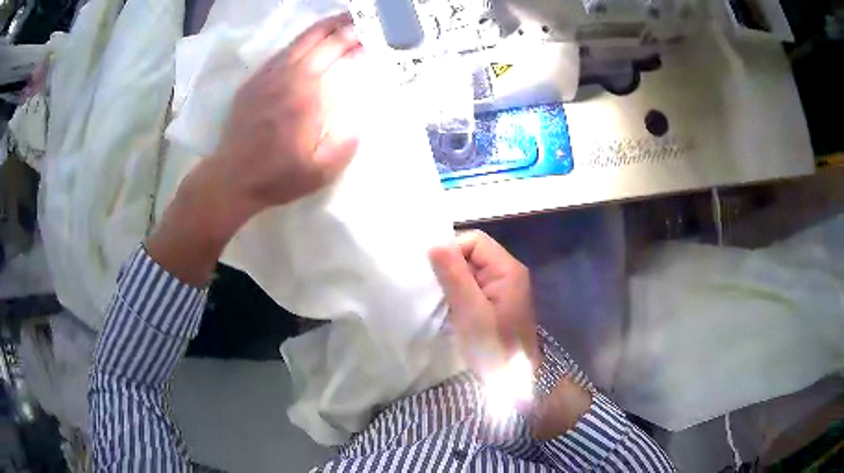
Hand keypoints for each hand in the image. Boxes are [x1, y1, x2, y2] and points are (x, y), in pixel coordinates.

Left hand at [208, 12, 363, 233]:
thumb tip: (361, 118)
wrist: (231, 179)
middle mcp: (289, 78)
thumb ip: (345, 143)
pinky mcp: (254, 82)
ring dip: (322, 27)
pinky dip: (300, 42)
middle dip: (344, 27)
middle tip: (361, 21)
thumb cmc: (276, 178)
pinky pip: (281, 52)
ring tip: (341, 21)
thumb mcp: (320, 172)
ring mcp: (268, 77)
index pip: (337, 54)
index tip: (372, 35)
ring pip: (299, 41)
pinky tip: (309, 41)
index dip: (356, 39)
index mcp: (309, 96)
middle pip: (320, 40)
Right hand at [429, 231, 540, 378]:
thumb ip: (455, 276)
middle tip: (433, 291)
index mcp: (507, 270)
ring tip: (439, 302)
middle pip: (471, 254)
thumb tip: (434, 243)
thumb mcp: (471, 312)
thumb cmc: (494, 348)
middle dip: (449, 269)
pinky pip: (471, 289)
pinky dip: (456, 296)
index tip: (433, 275)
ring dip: (451, 284)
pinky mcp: (494, 304)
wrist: (514, 383)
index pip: (474, 241)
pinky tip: (448, 311)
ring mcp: (501, 290)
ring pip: (469, 272)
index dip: (451, 251)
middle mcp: (507, 274)